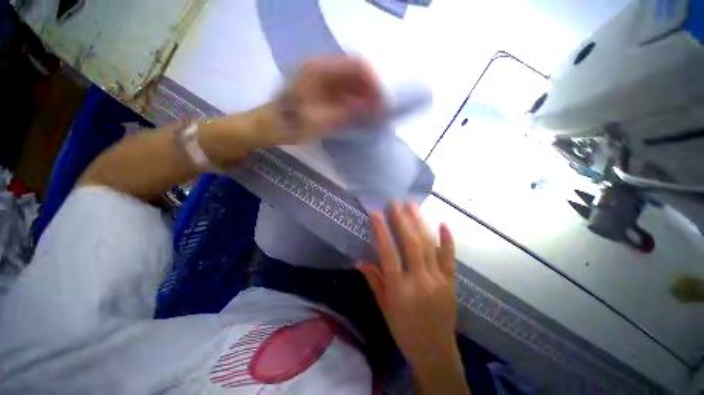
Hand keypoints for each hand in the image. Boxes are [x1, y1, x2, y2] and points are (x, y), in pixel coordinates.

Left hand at [278, 56, 381, 142]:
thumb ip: (350, 114)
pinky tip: (358, 116)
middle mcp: (323, 69)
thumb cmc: (292, 123)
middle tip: (379, 113)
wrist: (271, 127)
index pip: (357, 66)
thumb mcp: (321, 120)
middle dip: (370, 92)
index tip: (382, 103)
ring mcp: (322, 80)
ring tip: (371, 116)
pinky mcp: (322, 91)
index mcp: (321, 69)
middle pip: (356, 74)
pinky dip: (354, 104)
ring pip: (351, 84)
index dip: (374, 82)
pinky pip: (345, 93)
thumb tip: (376, 110)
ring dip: (363, 99)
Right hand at [358, 201, 468, 393]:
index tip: (375, 213)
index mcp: (400, 289)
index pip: (388, 253)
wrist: (436, 353)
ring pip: (429, 246)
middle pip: (411, 244)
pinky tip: (443, 223)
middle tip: (395, 201)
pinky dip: (447, 240)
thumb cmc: (405, 331)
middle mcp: (420, 281)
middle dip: (402, 219)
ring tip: (413, 205)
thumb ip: (374, 281)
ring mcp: (439, 280)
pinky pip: (449, 257)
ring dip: (420, 223)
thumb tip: (360, 261)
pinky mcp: (451, 282)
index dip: (381, 231)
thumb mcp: (385, 308)